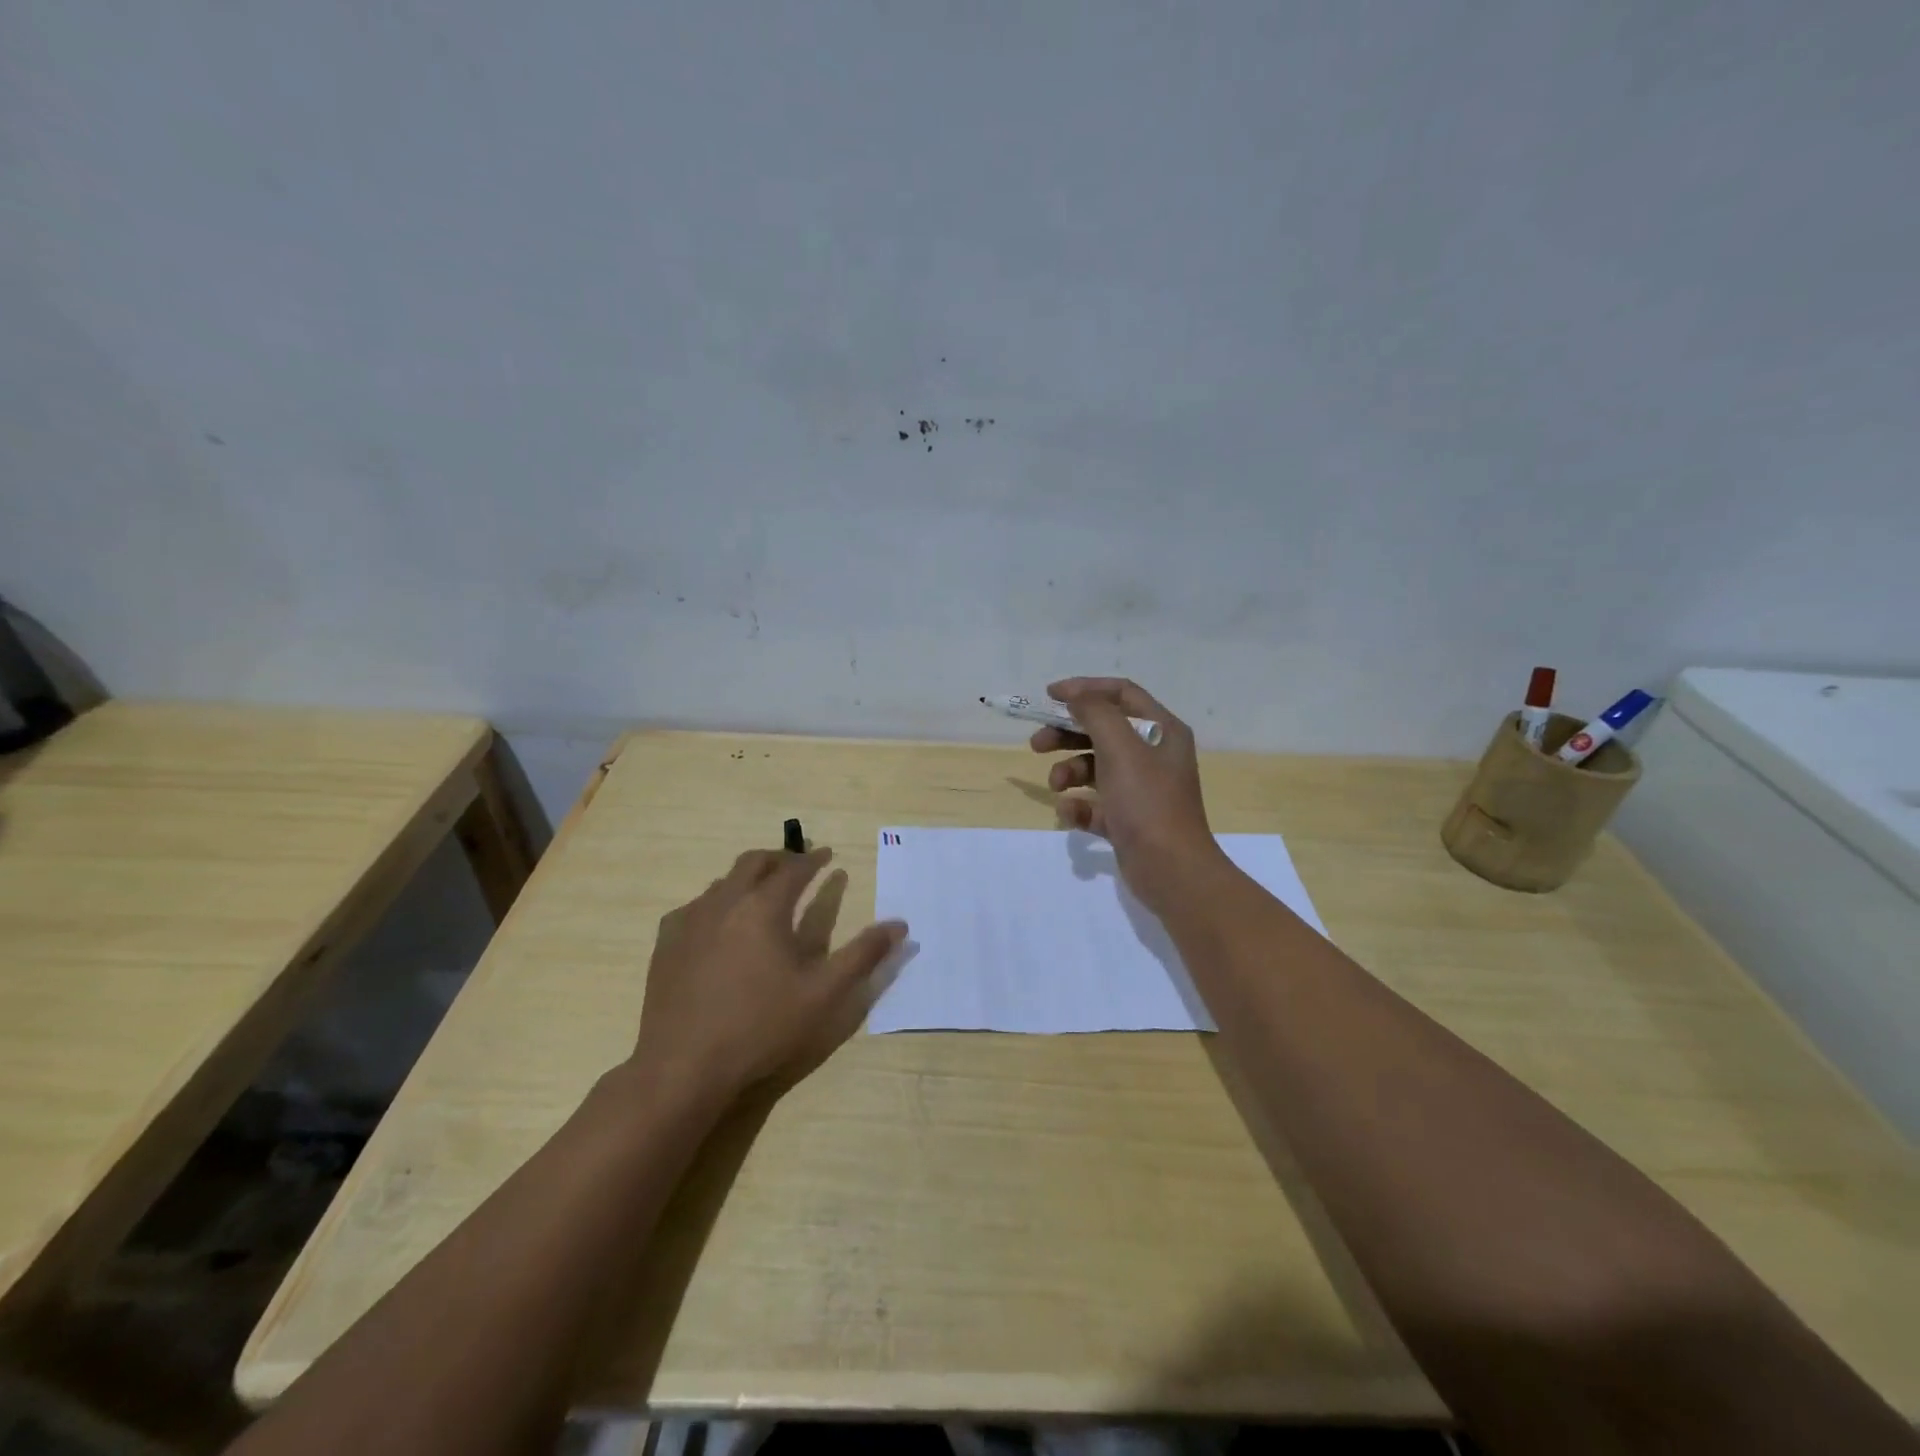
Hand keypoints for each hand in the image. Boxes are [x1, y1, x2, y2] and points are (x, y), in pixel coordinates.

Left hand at [628, 847, 907, 1106]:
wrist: (683, 1066)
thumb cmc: (761, 1027)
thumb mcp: (824, 994)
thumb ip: (863, 955)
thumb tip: (900, 925)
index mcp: (764, 907)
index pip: (794, 868)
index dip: (814, 859)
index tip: (829, 855)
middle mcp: (725, 902)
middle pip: (753, 862)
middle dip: (779, 858)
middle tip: (798, 865)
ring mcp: (690, 920)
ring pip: (723, 882)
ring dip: (748, 879)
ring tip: (763, 894)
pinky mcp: (666, 943)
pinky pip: (695, 907)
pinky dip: (717, 903)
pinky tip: (720, 926)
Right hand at [1031, 677, 1227, 912]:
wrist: (1171, 870)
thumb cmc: (1147, 801)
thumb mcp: (1120, 748)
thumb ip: (1095, 713)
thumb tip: (1075, 696)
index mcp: (1162, 730)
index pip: (1121, 694)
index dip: (1085, 689)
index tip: (1049, 696)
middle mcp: (1154, 755)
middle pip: (1102, 730)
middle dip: (1066, 734)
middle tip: (1036, 744)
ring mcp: (1141, 789)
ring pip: (1095, 767)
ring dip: (1069, 771)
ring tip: (1056, 785)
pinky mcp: (1128, 819)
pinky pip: (1095, 803)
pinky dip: (1079, 805)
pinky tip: (1071, 814)